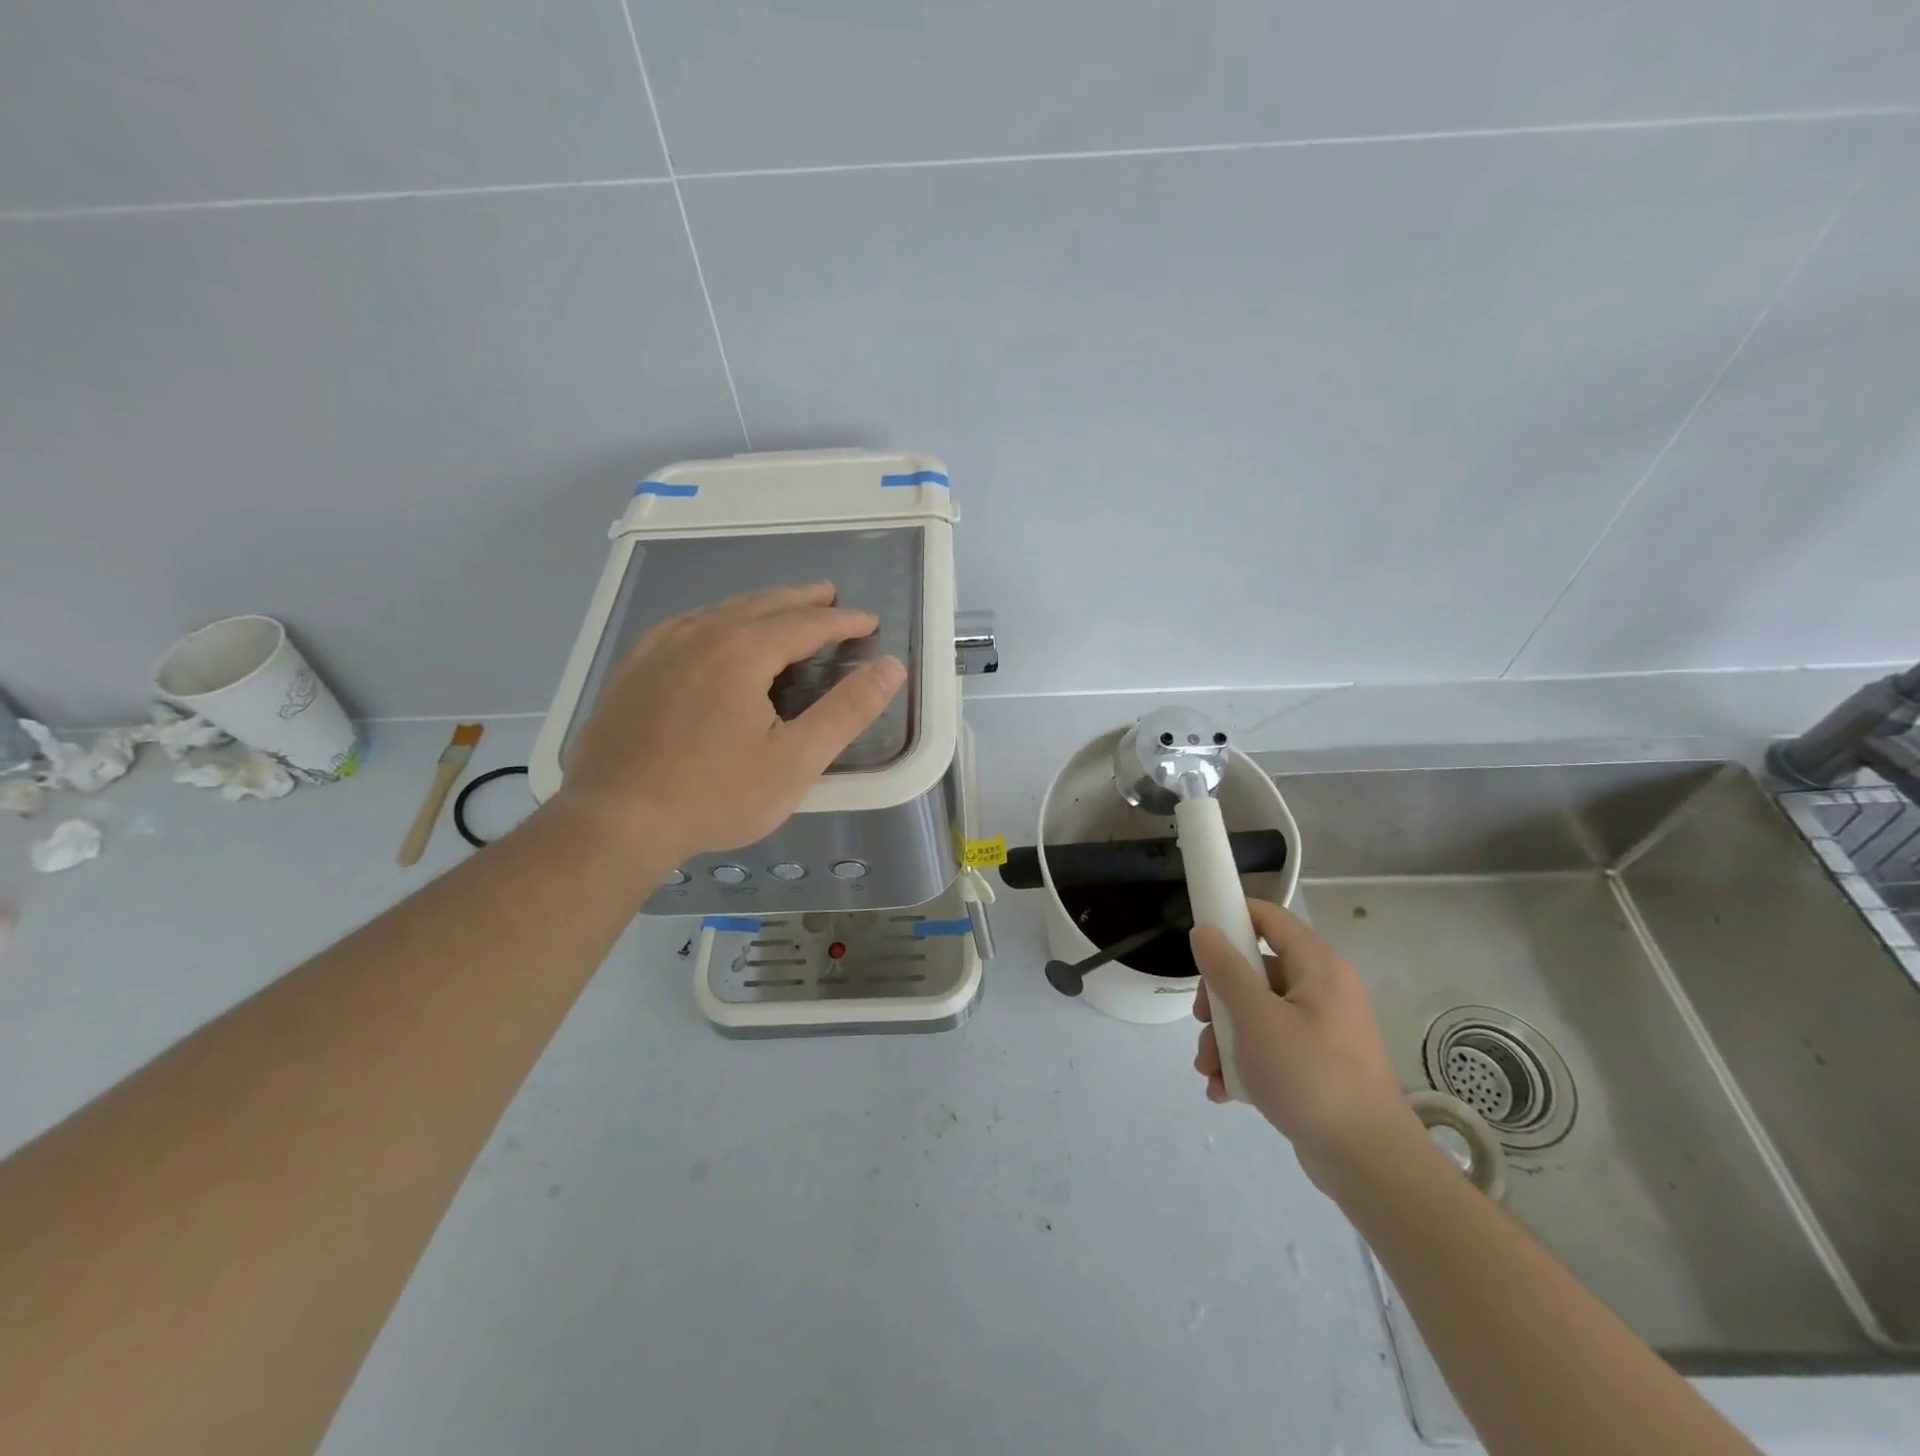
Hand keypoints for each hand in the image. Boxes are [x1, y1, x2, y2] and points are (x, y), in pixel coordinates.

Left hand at [556, 582, 904, 861]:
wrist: (614, 820)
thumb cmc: (715, 795)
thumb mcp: (795, 761)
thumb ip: (847, 711)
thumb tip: (890, 667)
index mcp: (743, 651)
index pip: (807, 623)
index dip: (843, 620)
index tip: (869, 621)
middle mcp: (701, 634)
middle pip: (763, 604)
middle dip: (803, 600)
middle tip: (830, 596)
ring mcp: (660, 647)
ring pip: (722, 610)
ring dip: (761, 605)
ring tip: (783, 607)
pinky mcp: (634, 667)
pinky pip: (686, 625)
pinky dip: (717, 618)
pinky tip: (715, 629)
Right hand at [1191, 900, 1423, 1191]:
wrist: (1369, 1164)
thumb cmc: (1310, 1076)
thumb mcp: (1255, 1018)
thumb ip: (1225, 970)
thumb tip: (1204, 931)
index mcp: (1317, 966)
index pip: (1269, 917)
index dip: (1231, 917)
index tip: (1197, 940)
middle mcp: (1323, 989)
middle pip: (1255, 970)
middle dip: (1219, 999)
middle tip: (1201, 1022)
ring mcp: (1322, 1029)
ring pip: (1258, 1013)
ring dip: (1225, 1037)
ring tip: (1208, 1070)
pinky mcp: (1318, 1064)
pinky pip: (1272, 1046)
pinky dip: (1246, 1062)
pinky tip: (1225, 1091)